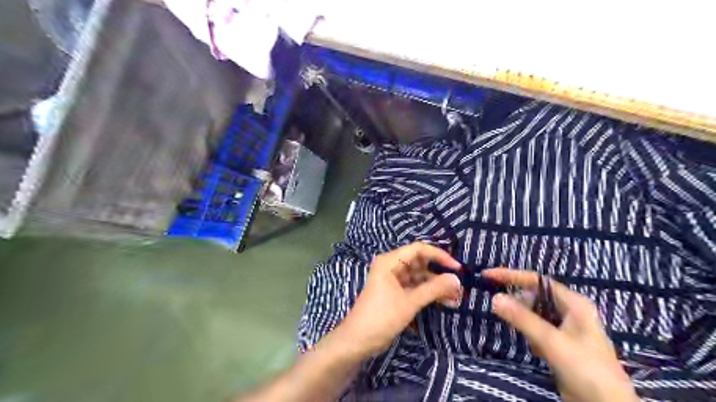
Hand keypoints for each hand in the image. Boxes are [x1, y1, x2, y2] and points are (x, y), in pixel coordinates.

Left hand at [338, 241, 464, 360]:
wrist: (357, 340)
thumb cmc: (381, 317)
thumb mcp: (410, 302)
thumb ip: (434, 289)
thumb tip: (457, 279)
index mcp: (390, 261)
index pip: (418, 249)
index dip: (439, 255)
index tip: (457, 268)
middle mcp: (391, 266)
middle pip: (420, 262)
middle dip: (439, 273)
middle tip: (458, 285)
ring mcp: (393, 280)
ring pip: (419, 276)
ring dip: (435, 285)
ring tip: (455, 297)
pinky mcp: (395, 292)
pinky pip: (414, 287)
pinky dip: (427, 293)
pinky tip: (443, 302)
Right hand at [483, 269, 639, 401]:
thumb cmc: (587, 369)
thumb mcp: (552, 342)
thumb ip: (523, 319)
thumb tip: (495, 298)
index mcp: (573, 303)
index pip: (537, 281)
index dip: (511, 275)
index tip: (488, 276)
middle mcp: (570, 311)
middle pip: (534, 296)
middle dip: (519, 304)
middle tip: (504, 313)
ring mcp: (565, 328)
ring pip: (535, 314)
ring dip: (526, 324)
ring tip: (532, 340)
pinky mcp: (560, 344)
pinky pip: (537, 330)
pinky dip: (532, 337)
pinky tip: (539, 351)